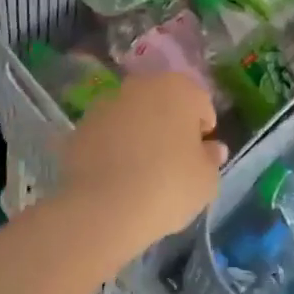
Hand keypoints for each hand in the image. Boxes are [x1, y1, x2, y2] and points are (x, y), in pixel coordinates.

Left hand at [58, 72, 226, 259]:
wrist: (104, 207)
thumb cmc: (168, 186)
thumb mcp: (205, 180)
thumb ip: (211, 158)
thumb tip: (212, 148)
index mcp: (178, 88)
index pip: (200, 103)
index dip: (203, 129)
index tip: (200, 156)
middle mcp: (141, 85)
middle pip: (164, 102)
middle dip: (170, 124)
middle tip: (173, 160)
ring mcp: (107, 102)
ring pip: (133, 114)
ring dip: (139, 132)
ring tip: (141, 169)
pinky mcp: (81, 125)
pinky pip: (107, 132)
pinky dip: (113, 145)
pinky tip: (116, 175)